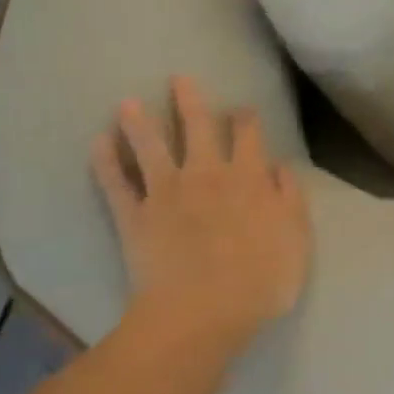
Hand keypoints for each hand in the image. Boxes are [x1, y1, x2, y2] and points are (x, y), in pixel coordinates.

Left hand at [91, 75, 311, 354]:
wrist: (201, 314)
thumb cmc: (258, 282)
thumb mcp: (296, 241)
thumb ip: (291, 200)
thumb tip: (281, 168)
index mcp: (248, 179)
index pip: (247, 135)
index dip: (244, 118)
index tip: (241, 109)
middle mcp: (207, 174)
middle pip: (197, 127)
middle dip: (189, 101)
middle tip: (179, 79)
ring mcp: (166, 193)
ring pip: (151, 147)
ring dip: (139, 122)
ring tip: (127, 102)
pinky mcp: (135, 216)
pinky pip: (116, 184)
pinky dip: (105, 162)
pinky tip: (97, 143)